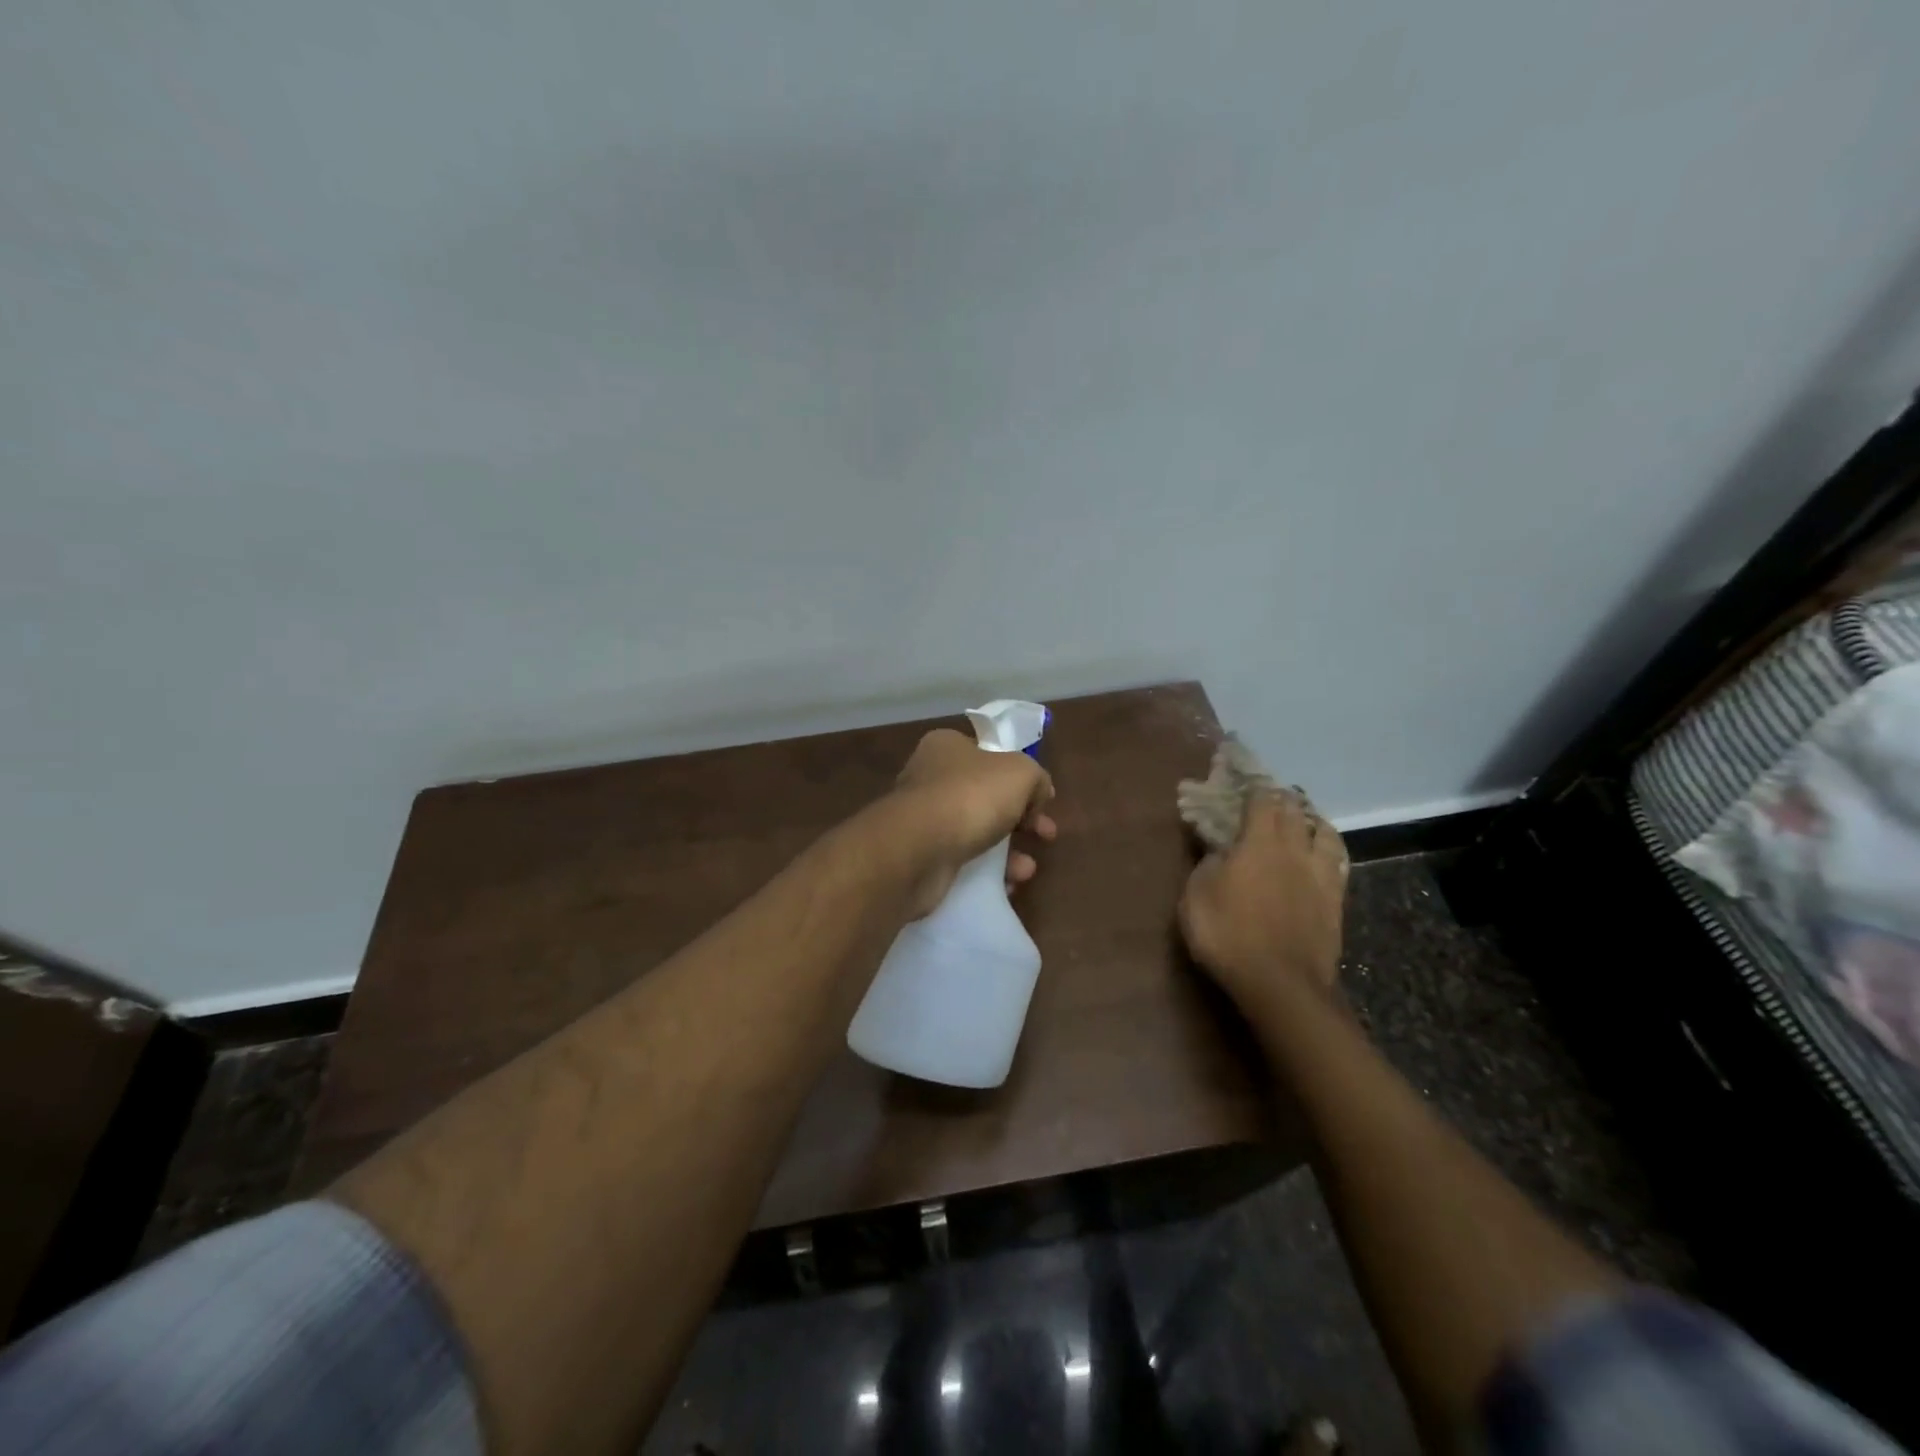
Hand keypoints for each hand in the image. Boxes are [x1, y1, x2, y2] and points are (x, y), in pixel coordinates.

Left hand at [887, 728, 1056, 916]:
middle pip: (986, 796)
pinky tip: (1005, 885)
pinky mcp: (920, 856)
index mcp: (948, 747)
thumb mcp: (1021, 772)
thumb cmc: (970, 796)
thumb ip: (1036, 777)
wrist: (918, 850)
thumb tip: (1039, 793)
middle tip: (1045, 835)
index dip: (1021, 776)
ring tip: (1026, 870)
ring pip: (976, 832)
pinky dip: (986, 873)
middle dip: (1021, 819)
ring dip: (1008, 852)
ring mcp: (923, 819)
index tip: (1043, 800)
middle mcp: (930, 778)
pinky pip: (962, 862)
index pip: (990, 755)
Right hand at [1179, 790, 1348, 1021]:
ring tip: (1304, 820)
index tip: (1244, 782)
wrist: (1280, 982)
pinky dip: (1329, 850)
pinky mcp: (1336, 901)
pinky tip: (1325, 854)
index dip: (1252, 788)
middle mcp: (1293, 849)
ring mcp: (1319, 875)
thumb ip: (1208, 864)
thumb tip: (1220, 849)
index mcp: (1257, 842)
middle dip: (1282, 799)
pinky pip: (1338, 863)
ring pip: (1324, 833)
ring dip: (1312, 821)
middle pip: (1294, 811)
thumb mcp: (1196, 895)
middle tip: (1272, 797)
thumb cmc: (1227, 934)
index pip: (1260, 801)